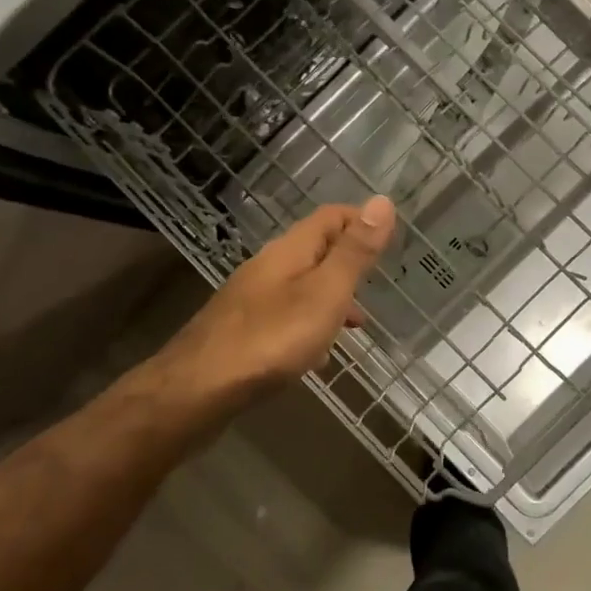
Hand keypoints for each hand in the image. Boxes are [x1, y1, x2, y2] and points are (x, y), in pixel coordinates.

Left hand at [154, 197, 396, 410]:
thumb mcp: (326, 292)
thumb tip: (382, 201)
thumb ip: (355, 252)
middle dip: (349, 263)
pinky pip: (285, 317)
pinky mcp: (241, 331)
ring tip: (356, 324)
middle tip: (378, 284)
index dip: (362, 220)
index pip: (331, 216)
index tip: (391, 239)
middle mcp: (267, 267)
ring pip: (301, 287)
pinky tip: (316, 356)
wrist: (198, 389)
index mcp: (290, 250)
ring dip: (331, 298)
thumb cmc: (272, 338)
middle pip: (315, 251)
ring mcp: (250, 300)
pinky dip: (309, 326)